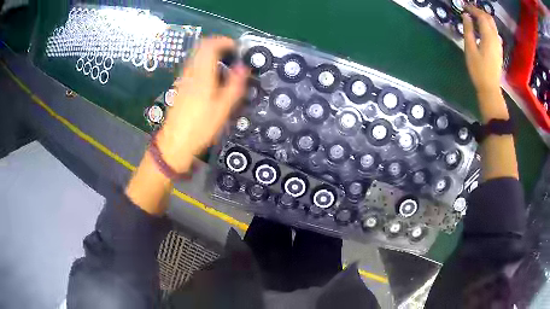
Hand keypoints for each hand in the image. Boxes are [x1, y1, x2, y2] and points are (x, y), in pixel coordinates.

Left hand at [157, 37, 248, 172]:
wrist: (175, 142)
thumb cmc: (200, 127)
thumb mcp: (223, 108)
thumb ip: (235, 84)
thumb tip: (243, 67)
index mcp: (202, 74)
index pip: (210, 45)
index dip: (225, 41)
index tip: (236, 48)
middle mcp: (190, 72)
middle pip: (202, 47)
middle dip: (219, 46)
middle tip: (232, 55)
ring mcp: (184, 78)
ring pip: (197, 56)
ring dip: (212, 55)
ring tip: (225, 67)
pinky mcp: (181, 85)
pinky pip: (194, 66)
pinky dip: (205, 64)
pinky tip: (213, 79)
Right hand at [462, 5, 502, 94]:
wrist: (490, 88)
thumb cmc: (478, 70)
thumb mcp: (470, 49)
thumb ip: (468, 30)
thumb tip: (466, 16)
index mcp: (488, 37)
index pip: (481, 16)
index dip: (472, 9)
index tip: (464, 6)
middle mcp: (495, 38)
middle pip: (489, 18)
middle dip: (479, 11)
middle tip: (469, 10)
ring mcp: (498, 45)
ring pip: (493, 25)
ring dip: (484, 18)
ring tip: (474, 17)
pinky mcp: (499, 50)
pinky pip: (494, 32)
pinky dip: (487, 26)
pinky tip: (482, 29)